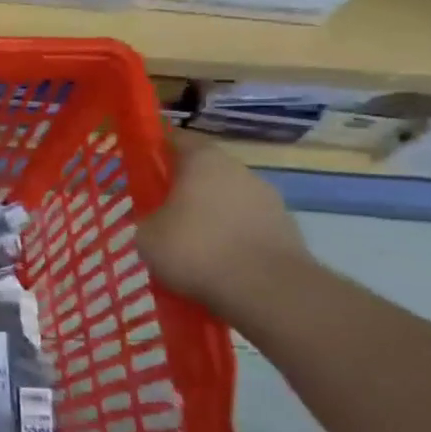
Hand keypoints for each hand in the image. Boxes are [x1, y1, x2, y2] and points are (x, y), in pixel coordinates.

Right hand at [138, 131, 313, 312]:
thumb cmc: (197, 249)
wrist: (269, 292)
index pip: (176, 139)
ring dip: (212, 216)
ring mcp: (270, 200)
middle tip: (162, 212)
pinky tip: (219, 265)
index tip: (142, 166)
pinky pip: (248, 228)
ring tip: (192, 247)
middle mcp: (240, 170)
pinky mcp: (288, 231)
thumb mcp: (147, 235)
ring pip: (229, 201)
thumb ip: (147, 219)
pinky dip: (233, 240)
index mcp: (203, 160)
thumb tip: (156, 222)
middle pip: (205, 171)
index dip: (157, 150)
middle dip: (185, 188)